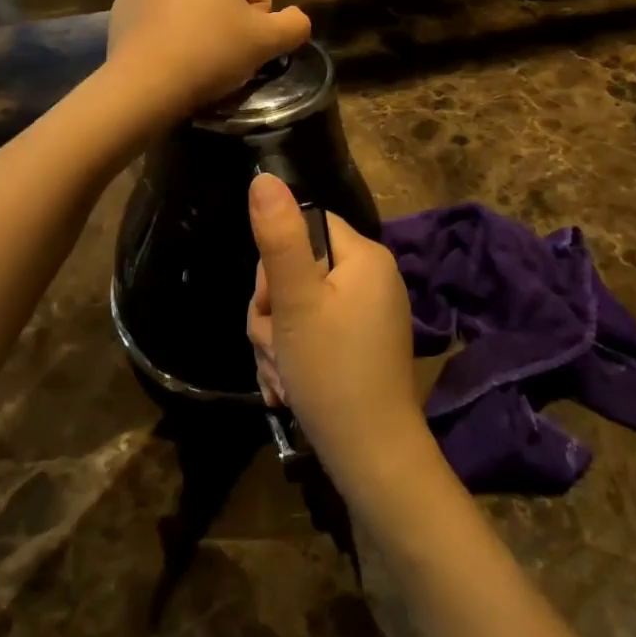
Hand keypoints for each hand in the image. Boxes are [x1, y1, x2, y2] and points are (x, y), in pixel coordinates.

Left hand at [107, 0, 310, 116]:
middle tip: (229, 47)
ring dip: (202, 17)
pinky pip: (161, 8)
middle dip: (231, 11)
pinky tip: (173, 53)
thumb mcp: (268, 42)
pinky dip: (172, 25)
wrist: (143, 84)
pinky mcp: (122, 2)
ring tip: (199, 52)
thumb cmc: (211, 52)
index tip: (251, 38)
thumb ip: (295, 25)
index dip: (263, 9)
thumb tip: (296, 19)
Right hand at [246, 173, 426, 488]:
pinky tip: (288, 387)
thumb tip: (263, 177)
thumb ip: (278, 238)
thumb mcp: (295, 302)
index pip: (306, 227)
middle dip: (272, 310)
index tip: (272, 302)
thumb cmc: (332, 372)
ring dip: (277, 339)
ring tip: (281, 375)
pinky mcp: (360, 346)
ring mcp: (367, 314)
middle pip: (299, 269)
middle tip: (274, 345)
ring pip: (298, 306)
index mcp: (365, 257)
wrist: (372, 459)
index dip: (277, 262)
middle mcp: (372, 278)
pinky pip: (314, 333)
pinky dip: (294, 356)